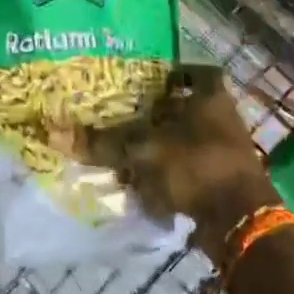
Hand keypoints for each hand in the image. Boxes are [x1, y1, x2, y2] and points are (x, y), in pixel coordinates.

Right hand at [93, 65, 280, 261]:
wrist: (240, 222)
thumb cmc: (196, 166)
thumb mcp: (143, 152)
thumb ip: (102, 143)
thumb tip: (54, 133)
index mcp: (210, 96)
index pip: (195, 70)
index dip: (172, 71)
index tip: (145, 76)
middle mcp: (221, 117)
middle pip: (187, 104)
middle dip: (159, 109)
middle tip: (125, 108)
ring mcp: (225, 149)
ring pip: (187, 137)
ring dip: (162, 142)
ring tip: (126, 144)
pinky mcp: (221, 178)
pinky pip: (189, 165)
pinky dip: (169, 169)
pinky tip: (142, 177)